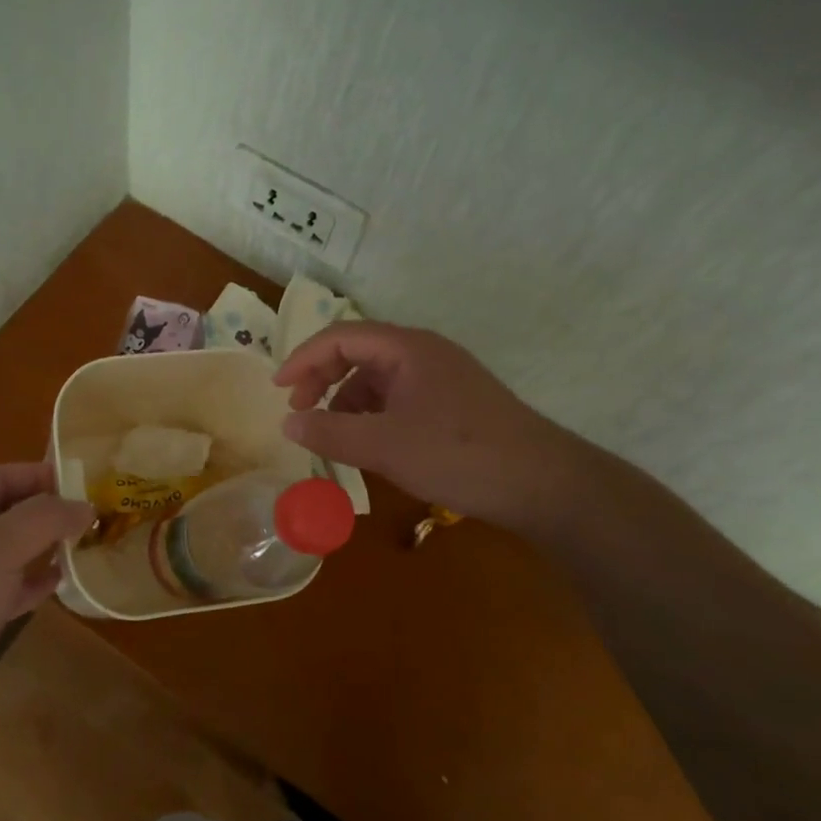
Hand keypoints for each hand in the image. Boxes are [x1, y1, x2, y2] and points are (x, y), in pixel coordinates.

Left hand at [0, 463, 92, 734]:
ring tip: (85, 542)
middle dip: (47, 510)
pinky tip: (64, 580)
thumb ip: (45, 519)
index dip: (39, 474)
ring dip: (45, 545)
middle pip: (7, 511)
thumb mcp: (0, 547)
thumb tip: (85, 506)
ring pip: (12, 550)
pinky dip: (36, 580)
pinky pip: (11, 586)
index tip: (82, 481)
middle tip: (91, 513)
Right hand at [275, 322, 590, 532]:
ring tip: (332, 435)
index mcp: (407, 349)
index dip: (303, 358)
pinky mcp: (452, 403)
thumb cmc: (458, 454)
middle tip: (299, 411)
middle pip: (358, 352)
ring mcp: (441, 378)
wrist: (543, 483)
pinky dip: (373, 415)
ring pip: (378, 378)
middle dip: (322, 378)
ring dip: (347, 400)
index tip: (278, 390)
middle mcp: (423, 353)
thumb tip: (288, 425)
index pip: (341, 336)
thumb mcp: (385, 446)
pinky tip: (369, 444)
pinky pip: (398, 398)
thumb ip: (330, 433)